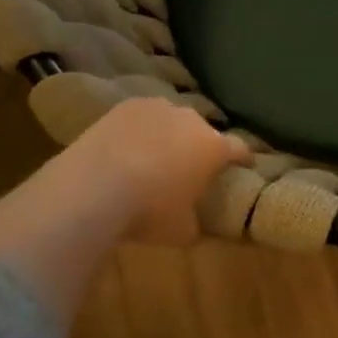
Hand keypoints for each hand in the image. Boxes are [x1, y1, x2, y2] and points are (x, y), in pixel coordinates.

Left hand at [47, 97, 252, 245]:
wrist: (92, 189)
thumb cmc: (148, 212)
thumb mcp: (182, 230)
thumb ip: (196, 221)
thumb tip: (195, 221)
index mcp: (213, 148)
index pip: (240, 149)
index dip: (244, 159)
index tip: (244, 167)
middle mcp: (191, 120)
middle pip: (204, 131)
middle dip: (202, 146)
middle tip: (192, 166)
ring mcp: (156, 108)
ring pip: (172, 120)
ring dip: (170, 134)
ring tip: (157, 155)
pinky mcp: (124, 107)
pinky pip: (142, 118)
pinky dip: (140, 130)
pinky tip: (129, 147)